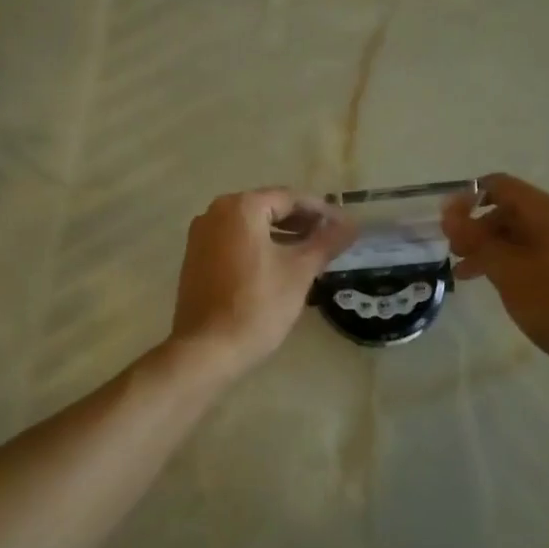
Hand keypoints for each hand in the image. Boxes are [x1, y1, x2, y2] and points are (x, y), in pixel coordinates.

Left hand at [170, 189, 356, 376]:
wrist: (207, 349)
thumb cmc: (258, 305)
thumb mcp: (299, 272)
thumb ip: (327, 242)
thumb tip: (352, 224)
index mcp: (241, 208)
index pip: (290, 198)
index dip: (321, 211)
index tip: (345, 225)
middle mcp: (216, 212)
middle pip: (268, 208)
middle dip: (301, 222)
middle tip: (331, 239)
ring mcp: (201, 236)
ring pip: (250, 226)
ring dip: (281, 235)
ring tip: (310, 253)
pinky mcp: (196, 258)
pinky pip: (234, 241)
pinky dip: (259, 247)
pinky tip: (279, 266)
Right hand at [442, 173, 548, 389]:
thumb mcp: (507, 271)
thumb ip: (476, 240)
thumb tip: (449, 213)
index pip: (500, 185)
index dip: (467, 199)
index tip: (445, 226)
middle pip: (514, 210)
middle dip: (479, 229)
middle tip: (455, 256)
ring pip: (528, 233)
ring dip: (495, 249)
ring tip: (470, 276)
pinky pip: (545, 250)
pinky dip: (518, 260)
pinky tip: (507, 285)